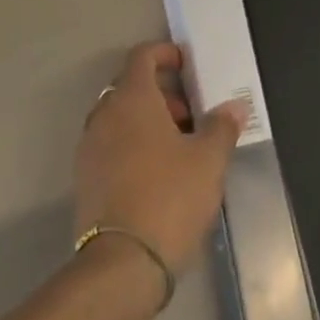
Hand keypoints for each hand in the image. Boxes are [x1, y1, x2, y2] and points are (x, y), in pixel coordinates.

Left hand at [75, 42, 248, 275]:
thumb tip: (234, 107)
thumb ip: (222, 127)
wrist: (121, 266)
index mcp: (132, 98)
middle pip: (131, 86)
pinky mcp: (85, 179)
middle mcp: (105, 114)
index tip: (187, 65)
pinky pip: (110, 145)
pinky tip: (157, 174)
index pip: (142, 56)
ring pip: (120, 117)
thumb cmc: (169, 198)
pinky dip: (132, 145)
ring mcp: (90, 147)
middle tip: (191, 115)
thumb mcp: (208, 161)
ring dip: (147, 121)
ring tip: (179, 148)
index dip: (165, 53)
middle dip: (162, 93)